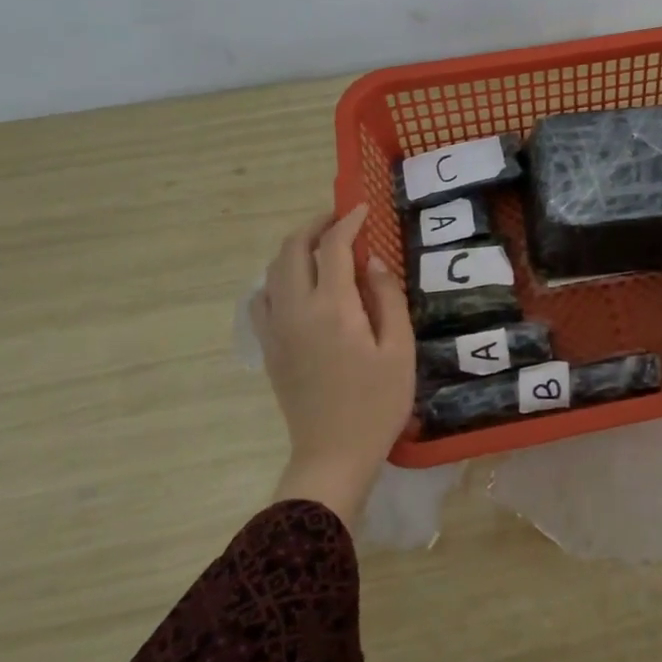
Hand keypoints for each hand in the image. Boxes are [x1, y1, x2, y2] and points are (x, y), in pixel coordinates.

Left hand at [251, 204, 414, 528]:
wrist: (333, 454)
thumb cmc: (377, 403)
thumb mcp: (399, 349)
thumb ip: (387, 298)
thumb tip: (373, 261)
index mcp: (332, 309)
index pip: (333, 247)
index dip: (347, 222)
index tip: (362, 208)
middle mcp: (296, 310)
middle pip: (292, 250)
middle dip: (314, 226)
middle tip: (340, 221)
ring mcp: (276, 329)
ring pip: (272, 271)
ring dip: (295, 249)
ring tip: (321, 248)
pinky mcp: (269, 347)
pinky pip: (262, 298)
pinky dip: (277, 278)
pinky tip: (297, 286)